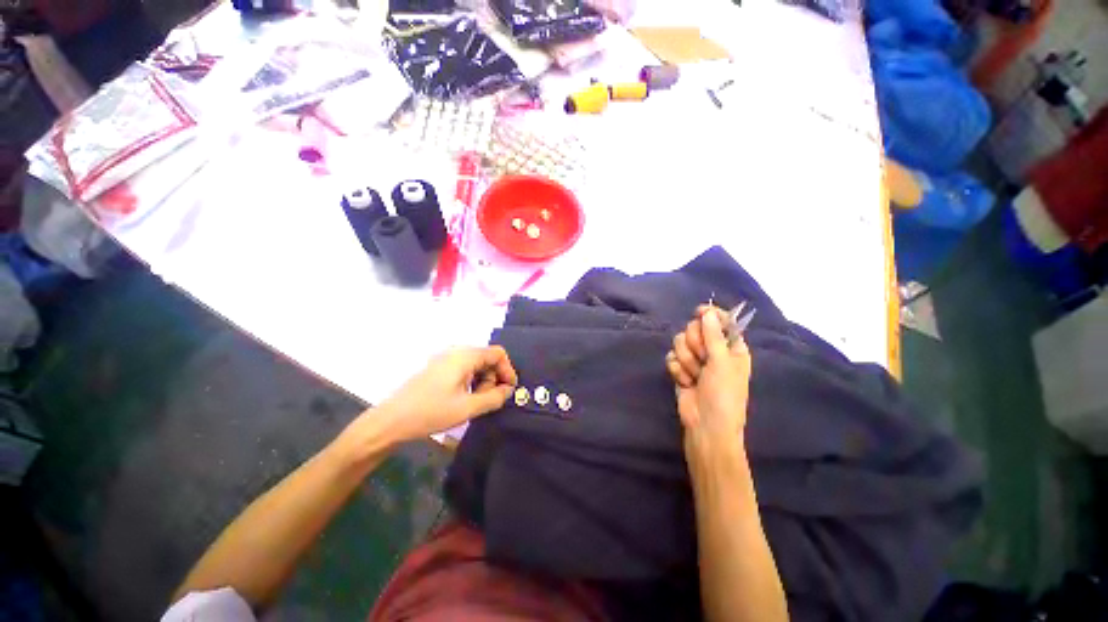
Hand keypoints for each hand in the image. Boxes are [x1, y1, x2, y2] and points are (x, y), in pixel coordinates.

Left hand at [376, 346, 517, 444]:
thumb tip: (509, 391)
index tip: (508, 391)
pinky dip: (471, 382)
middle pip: (488, 358)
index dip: (508, 370)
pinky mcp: (438, 368)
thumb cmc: (431, 412)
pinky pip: (464, 369)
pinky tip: (463, 399)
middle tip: (488, 400)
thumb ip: (494, 398)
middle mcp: (456, 352)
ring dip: (482, 381)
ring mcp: (445, 359)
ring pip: (476, 364)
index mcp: (465, 356)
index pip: (498, 353)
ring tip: (474, 402)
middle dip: (494, 378)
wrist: (390, 421)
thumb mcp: (467, 408)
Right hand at [665, 306, 751, 439]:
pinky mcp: (680, 369)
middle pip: (694, 328)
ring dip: (686, 360)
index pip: (721, 321)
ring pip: (679, 342)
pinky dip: (676, 369)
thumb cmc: (724, 395)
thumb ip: (714, 335)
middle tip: (703, 359)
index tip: (699, 312)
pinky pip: (671, 356)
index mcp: (731, 347)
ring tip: (695, 376)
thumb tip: (708, 312)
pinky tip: (684, 381)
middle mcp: (713, 350)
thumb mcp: (722, 363)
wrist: (706, 425)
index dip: (710, 315)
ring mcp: (695, 359)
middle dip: (695, 344)